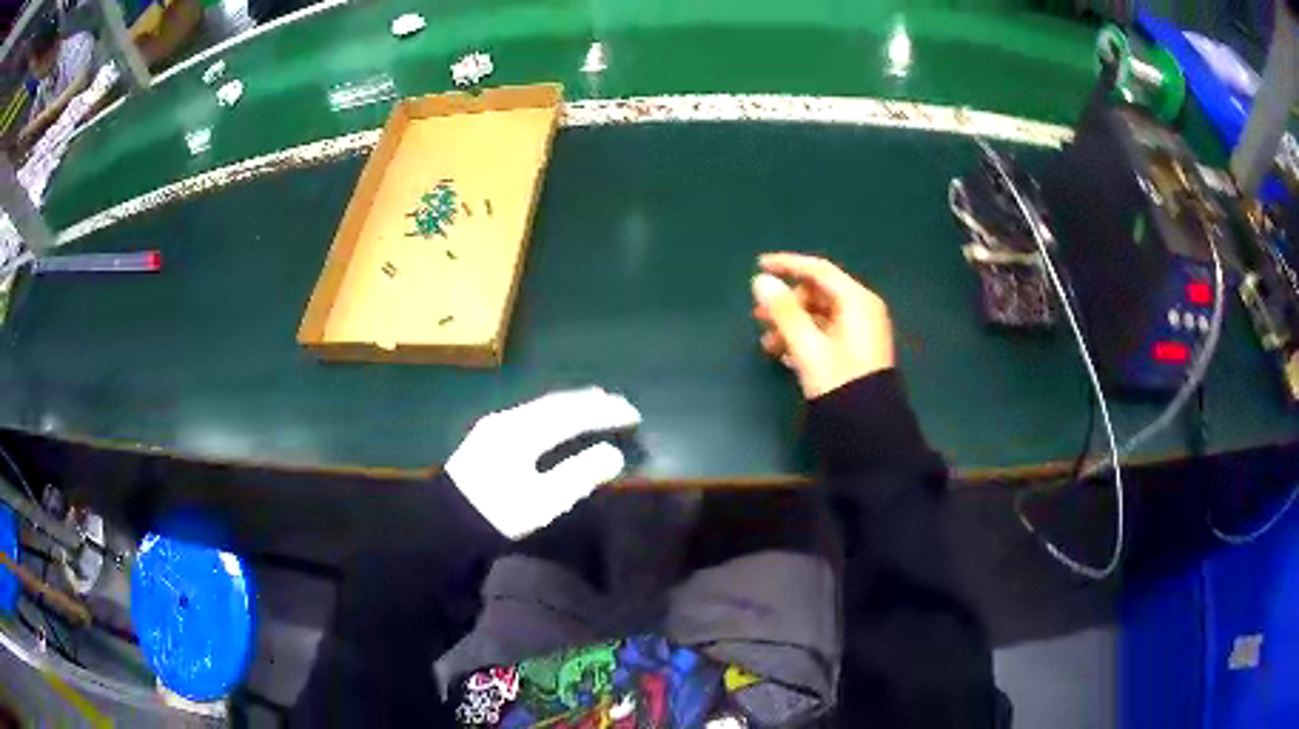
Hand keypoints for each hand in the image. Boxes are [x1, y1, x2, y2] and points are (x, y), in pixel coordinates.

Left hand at [445, 387, 641, 538]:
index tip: (634, 415)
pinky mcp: (488, 435)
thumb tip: (614, 454)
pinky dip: (555, 412)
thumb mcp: (542, 501)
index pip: (573, 414)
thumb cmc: (497, 513)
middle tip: (621, 405)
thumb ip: (578, 475)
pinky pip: (531, 413)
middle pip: (556, 402)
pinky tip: (559, 419)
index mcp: (524, 432)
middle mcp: (510, 419)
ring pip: (542, 405)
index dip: (605, 413)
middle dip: (591, 402)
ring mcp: (496, 425)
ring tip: (597, 405)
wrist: (446, 522)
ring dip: (572, 404)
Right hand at [751, 253, 894, 398]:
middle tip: (759, 318)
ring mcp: (861, 333)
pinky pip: (826, 334)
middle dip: (787, 303)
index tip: (758, 266)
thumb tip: (761, 281)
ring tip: (768, 346)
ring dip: (791, 325)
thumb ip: (783, 312)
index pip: (819, 271)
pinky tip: (784, 356)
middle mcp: (862, 311)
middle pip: (818, 293)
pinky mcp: (856, 353)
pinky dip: (804, 339)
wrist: (868, 432)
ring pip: (819, 316)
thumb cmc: (839, 383)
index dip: (787, 265)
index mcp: (857, 301)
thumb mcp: (808, 347)